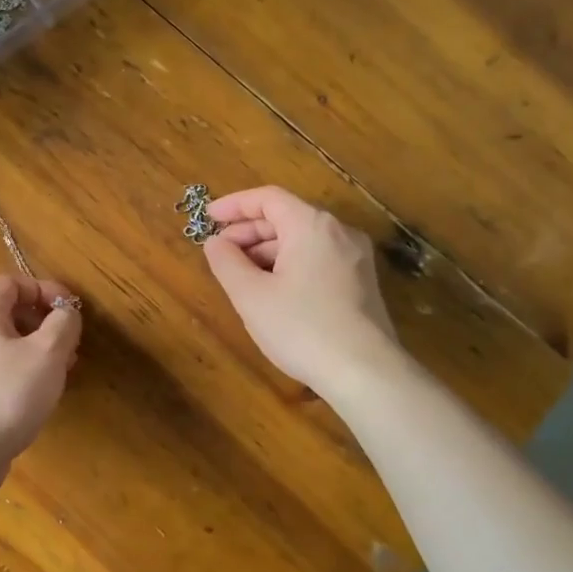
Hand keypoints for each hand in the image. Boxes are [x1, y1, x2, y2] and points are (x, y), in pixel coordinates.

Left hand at [0, 275, 82, 485]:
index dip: (44, 290)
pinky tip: (37, 393)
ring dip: (35, 349)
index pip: (11, 282)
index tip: (70, 311)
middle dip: (43, 323)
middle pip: (7, 311)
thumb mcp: (48, 353)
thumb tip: (66, 313)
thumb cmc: (8, 393)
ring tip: (60, 371)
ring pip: (2, 342)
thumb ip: (64, 324)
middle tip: (69, 345)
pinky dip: (19, 369)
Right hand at [202, 186, 399, 393]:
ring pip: (302, 241)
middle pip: (286, 218)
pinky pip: (318, 260)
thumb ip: (227, 262)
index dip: (234, 205)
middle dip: (248, 232)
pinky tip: (273, 291)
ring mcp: (356, 258)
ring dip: (267, 251)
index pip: (268, 198)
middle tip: (219, 252)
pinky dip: (290, 265)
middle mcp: (339, 232)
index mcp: (312, 226)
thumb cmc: (302, 328)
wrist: (365, 373)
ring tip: (241, 275)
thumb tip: (215, 243)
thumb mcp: (251, 295)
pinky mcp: (362, 283)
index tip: (208, 219)